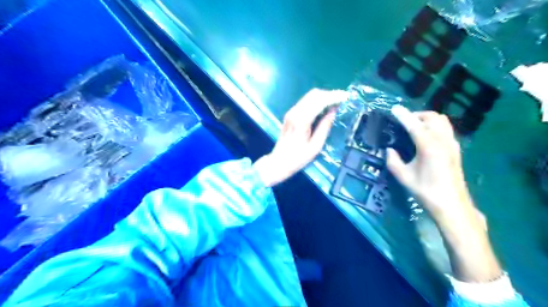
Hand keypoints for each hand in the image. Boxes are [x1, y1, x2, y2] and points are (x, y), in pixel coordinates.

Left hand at [251, 87, 345, 185]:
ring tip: (336, 102)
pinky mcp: (290, 114)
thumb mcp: (316, 146)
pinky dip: (317, 101)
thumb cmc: (298, 158)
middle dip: (330, 94)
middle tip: (343, 99)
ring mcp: (291, 112)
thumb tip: (333, 111)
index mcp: (301, 120)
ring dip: (324, 96)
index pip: (319, 101)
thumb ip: (324, 127)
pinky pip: (306, 101)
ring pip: (309, 96)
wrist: (279, 161)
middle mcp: (295, 112)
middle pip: (314, 94)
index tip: (346, 97)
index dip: (333, 97)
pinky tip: (325, 107)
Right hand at [385, 105, 475, 222]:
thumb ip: (393, 161)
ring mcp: (452, 144)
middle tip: (404, 121)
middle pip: (432, 117)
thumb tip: (389, 150)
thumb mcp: (404, 177)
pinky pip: (446, 129)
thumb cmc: (425, 191)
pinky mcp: (456, 149)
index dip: (403, 115)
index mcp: (428, 146)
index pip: (414, 125)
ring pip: (442, 121)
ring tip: (415, 127)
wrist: (452, 205)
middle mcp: (442, 141)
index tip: (394, 109)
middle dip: (417, 115)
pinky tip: (427, 137)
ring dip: (428, 119)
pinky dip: (435, 126)